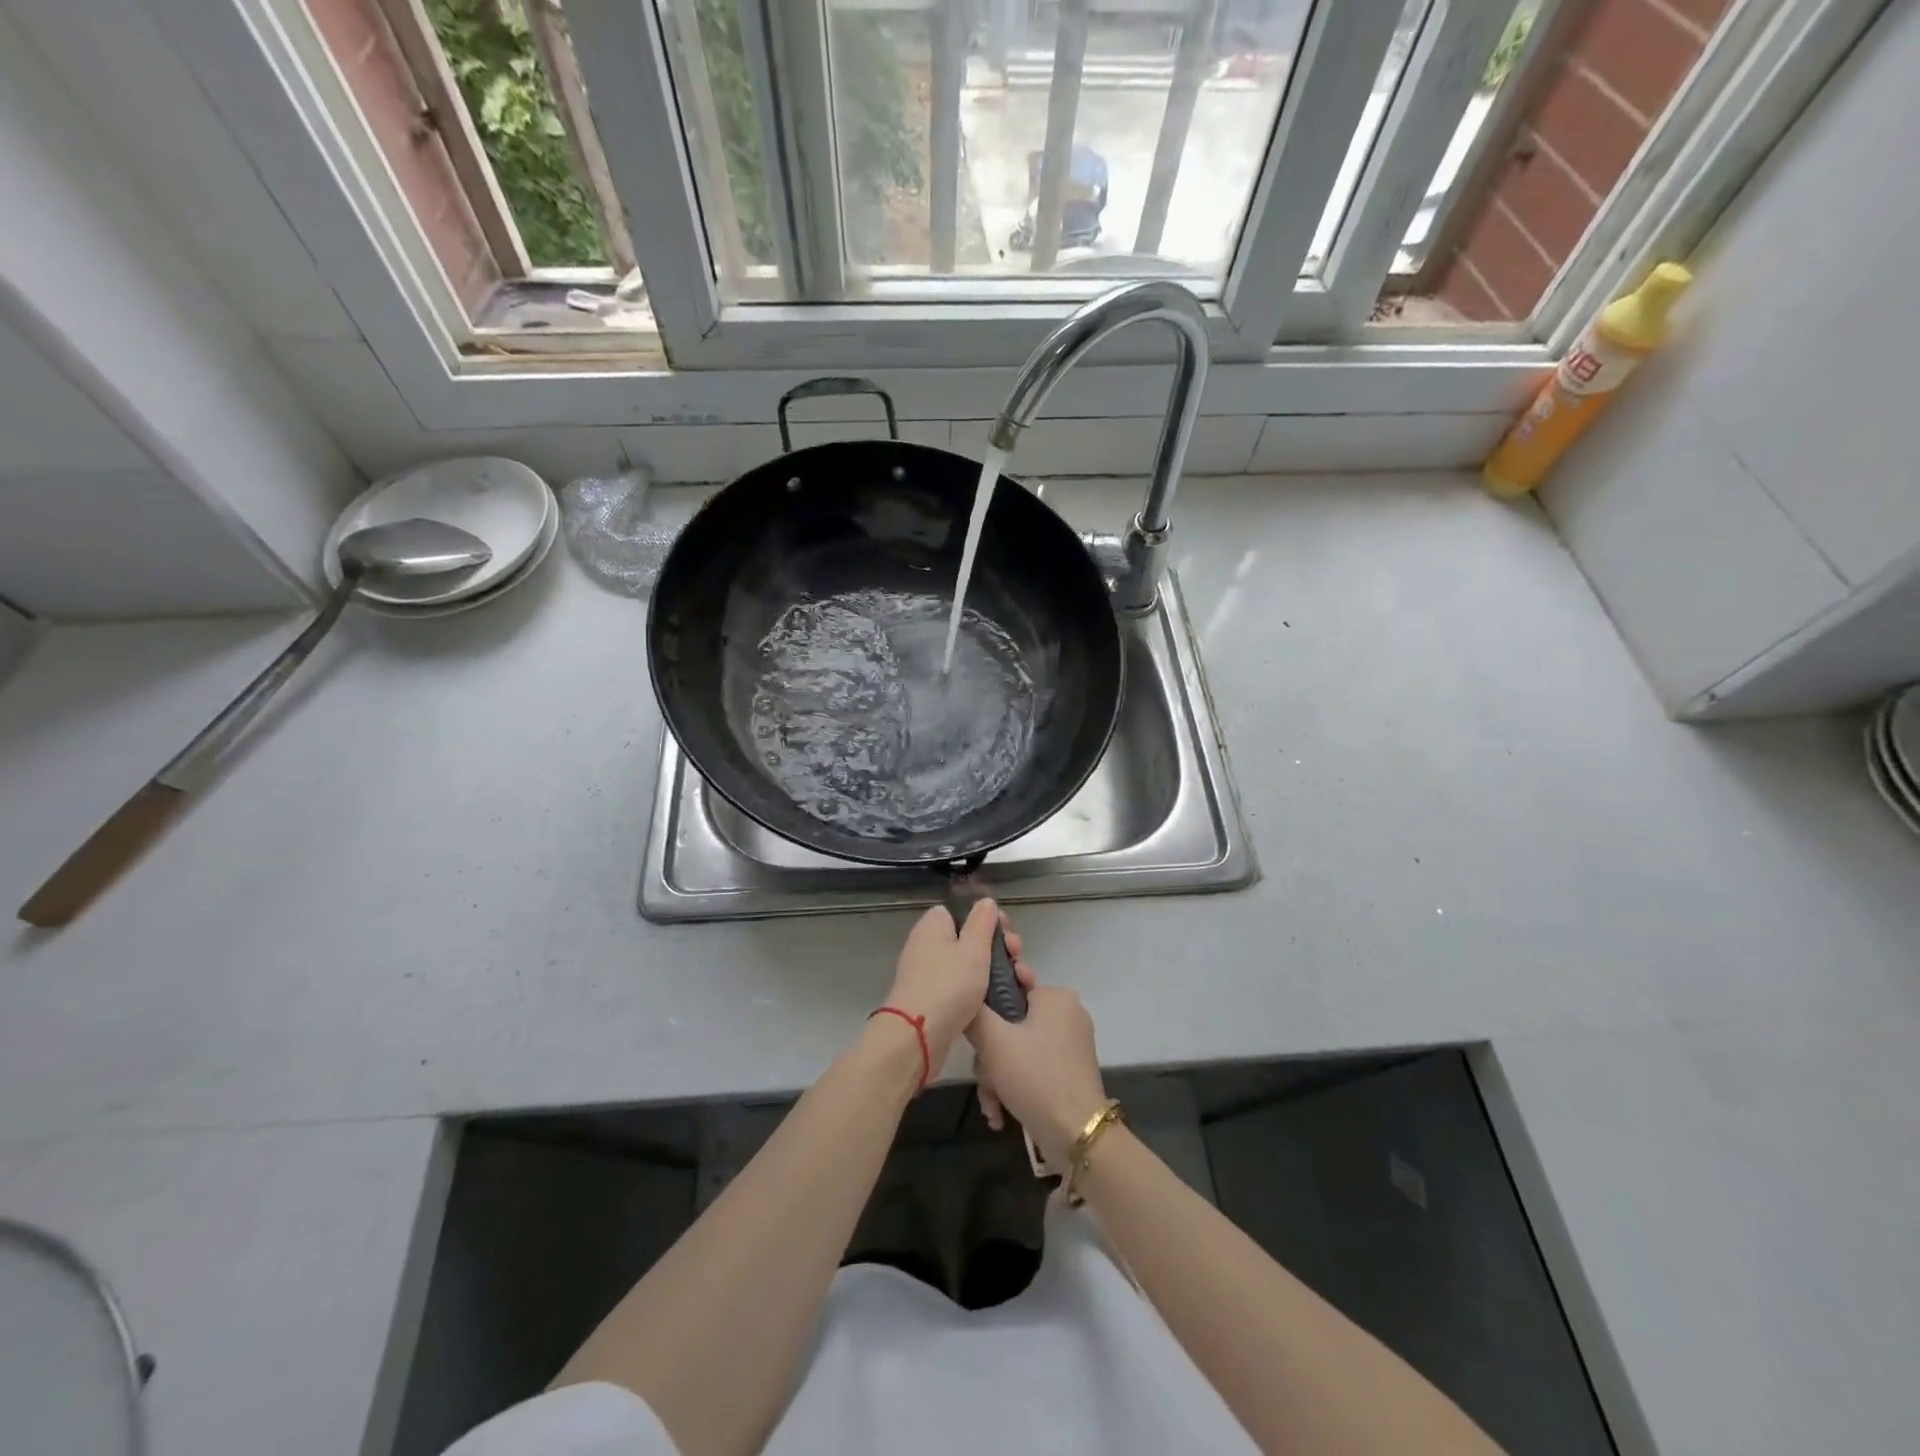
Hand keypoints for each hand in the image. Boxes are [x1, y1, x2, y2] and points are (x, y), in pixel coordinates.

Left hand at [882, 899, 1005, 1068]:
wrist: (917, 1036)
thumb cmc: (949, 984)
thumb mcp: (973, 948)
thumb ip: (982, 922)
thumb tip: (985, 901)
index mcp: (933, 926)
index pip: (960, 911)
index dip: (986, 919)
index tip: (1007, 930)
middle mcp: (927, 946)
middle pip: (968, 938)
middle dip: (997, 946)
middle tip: (1017, 957)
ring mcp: (928, 974)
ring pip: (968, 965)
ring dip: (995, 970)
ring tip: (1020, 980)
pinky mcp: (933, 1000)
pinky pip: (962, 986)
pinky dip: (981, 990)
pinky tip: (1001, 999)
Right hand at [967, 955, 1106, 1171]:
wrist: (1077, 1135)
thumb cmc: (1035, 1076)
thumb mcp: (993, 1040)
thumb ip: (974, 1013)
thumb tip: (966, 997)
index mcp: (1056, 996)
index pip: (1010, 985)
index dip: (987, 1007)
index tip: (974, 1031)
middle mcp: (1068, 1014)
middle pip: (1011, 1024)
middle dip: (990, 1055)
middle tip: (984, 1077)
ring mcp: (1071, 1044)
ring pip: (1019, 1049)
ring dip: (998, 1076)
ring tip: (991, 1105)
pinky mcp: (1070, 1071)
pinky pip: (1033, 1067)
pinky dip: (1015, 1086)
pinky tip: (1001, 1112)